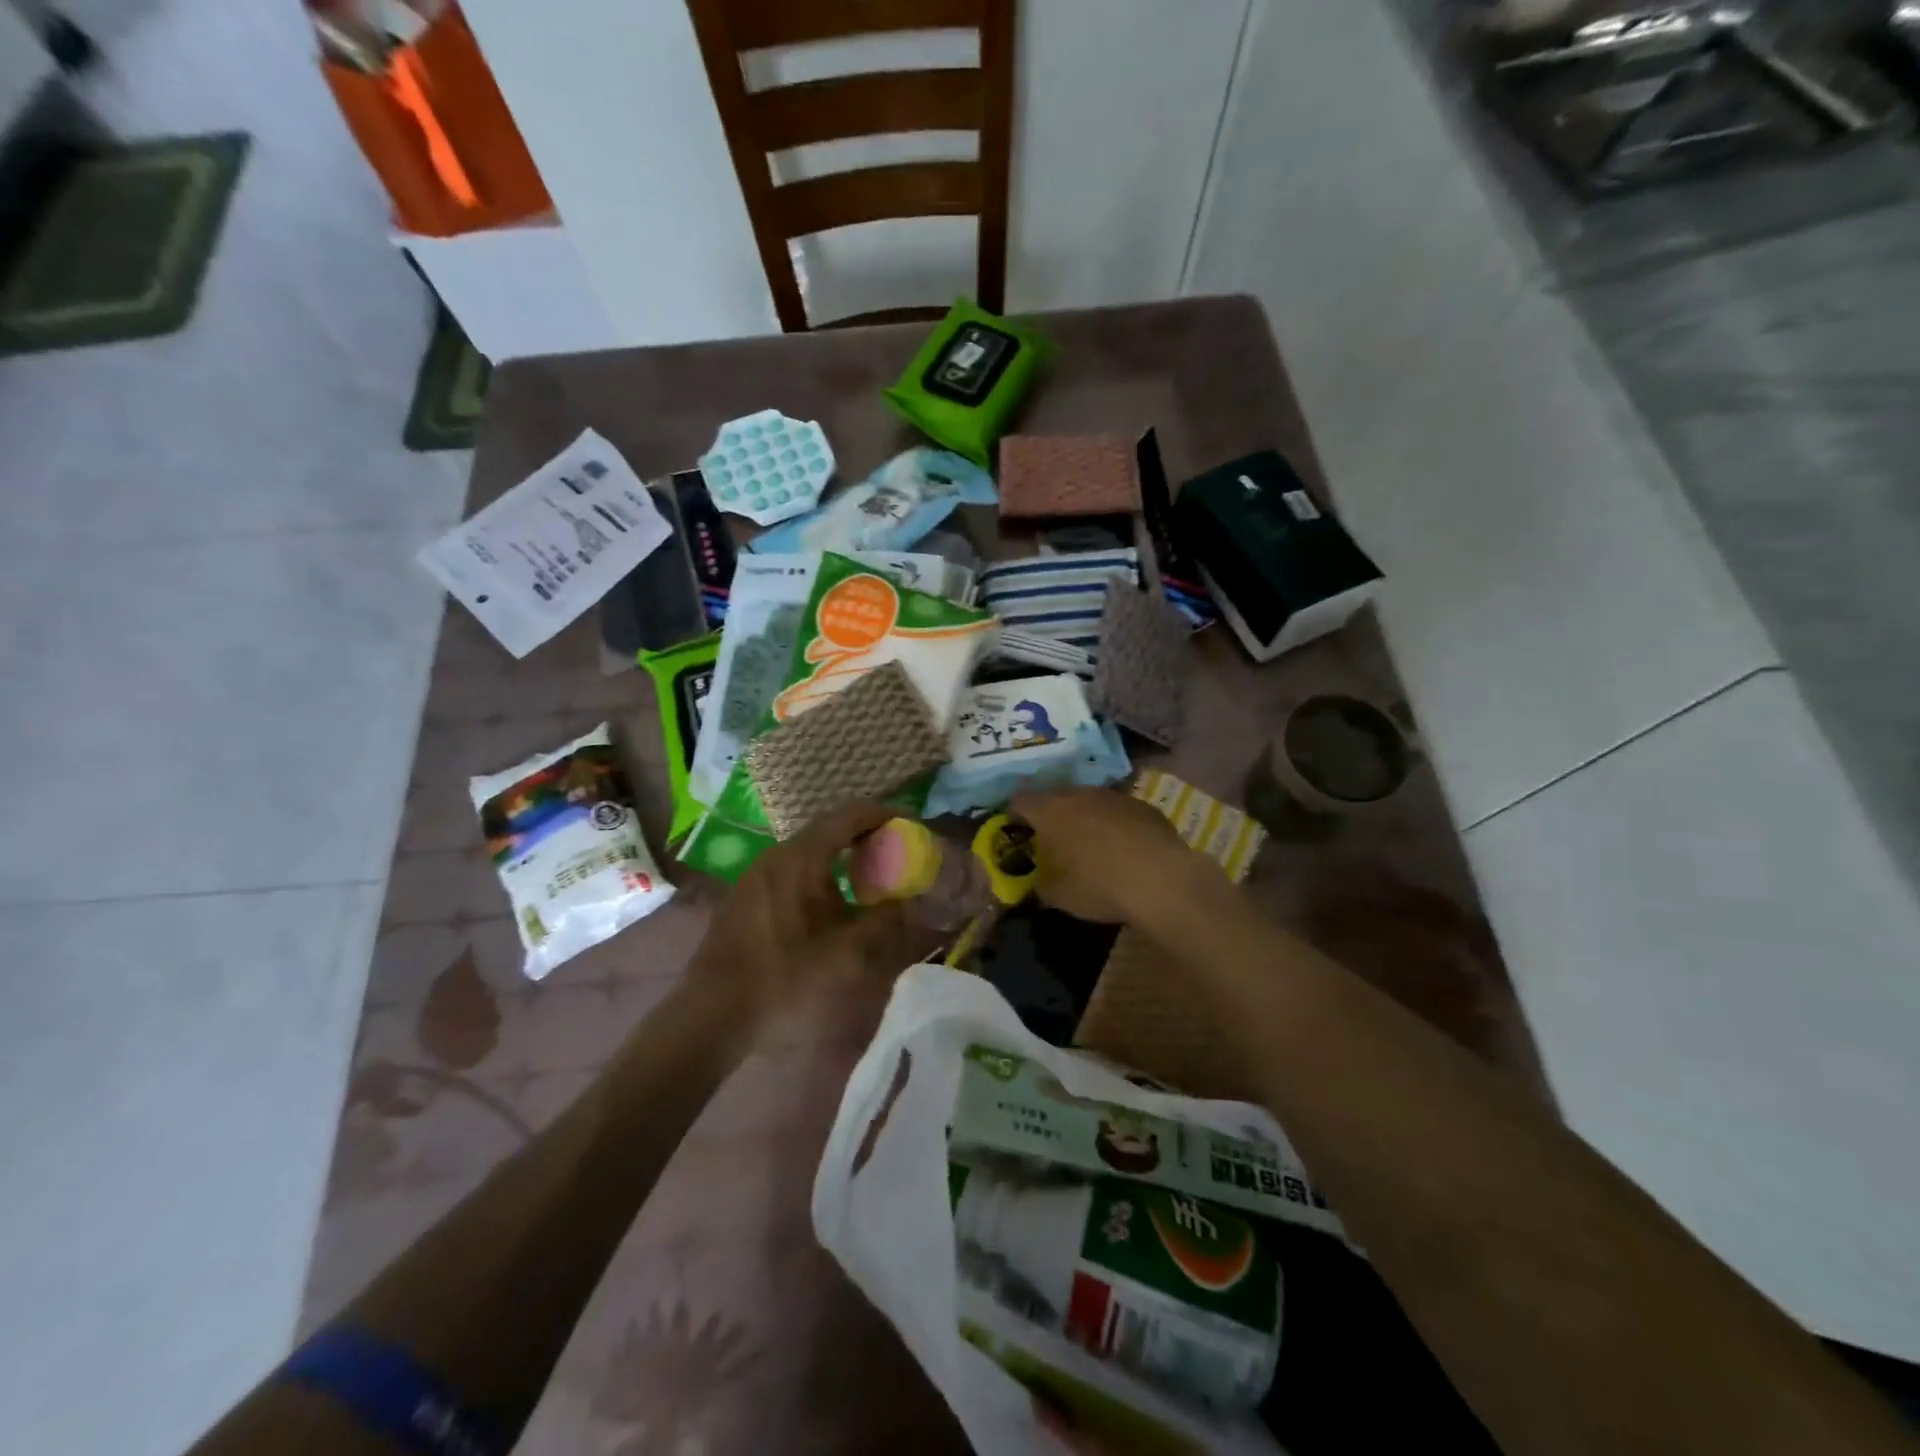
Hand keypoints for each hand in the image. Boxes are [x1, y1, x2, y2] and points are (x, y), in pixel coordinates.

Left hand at [693, 802, 933, 1040]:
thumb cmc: (784, 977)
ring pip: (810, 848)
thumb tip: (912, 901)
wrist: (713, 1011)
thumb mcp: (846, 954)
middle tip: (896, 851)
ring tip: (870, 875)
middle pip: (830, 828)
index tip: (910, 825)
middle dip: (866, 834)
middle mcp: (778, 854)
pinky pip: (794, 866)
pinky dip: (822, 870)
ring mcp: (759, 872)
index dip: (884, 814)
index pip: (850, 815)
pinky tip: (833, 900)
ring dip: (843, 853)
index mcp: (802, 857)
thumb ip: (886, 921)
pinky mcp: (748, 893)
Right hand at [1011, 787, 1217, 926]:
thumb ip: (1038, 883)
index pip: (1019, 801)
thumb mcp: (1056, 894)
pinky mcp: (1143, 806)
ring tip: (1087, 846)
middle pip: (1054, 797)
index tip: (1015, 833)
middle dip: (1049, 816)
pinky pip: (1117, 812)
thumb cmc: (1097, 885)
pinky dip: (1112, 825)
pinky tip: (1121, 849)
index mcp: (1049, 809)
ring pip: (1088, 802)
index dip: (1013, 816)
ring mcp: (1113, 796)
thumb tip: (1036, 883)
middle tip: (1050, 841)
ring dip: (1083, 818)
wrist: (1161, 880)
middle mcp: (1079, 794)